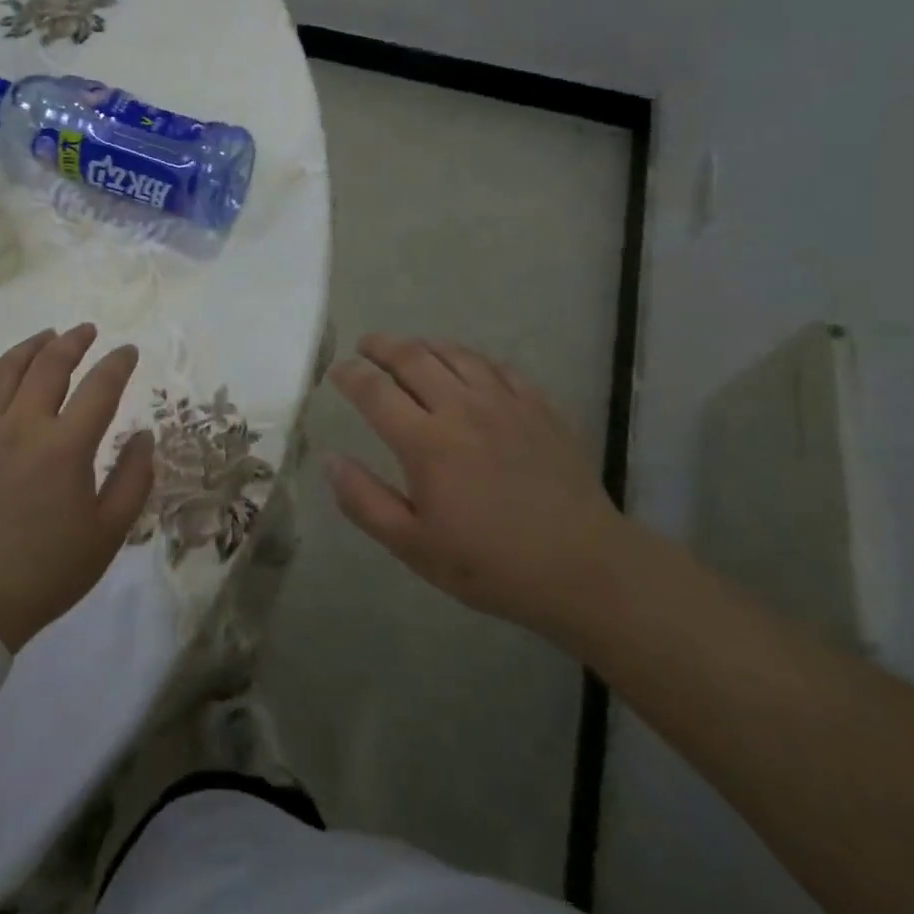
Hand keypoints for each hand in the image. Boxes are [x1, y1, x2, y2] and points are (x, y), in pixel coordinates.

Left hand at [0, 325, 154, 650]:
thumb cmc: (46, 571)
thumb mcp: (107, 534)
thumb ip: (133, 479)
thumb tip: (143, 435)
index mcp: (65, 447)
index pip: (100, 386)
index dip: (118, 363)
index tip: (128, 351)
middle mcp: (22, 426)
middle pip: (50, 364)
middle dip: (73, 341)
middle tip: (87, 331)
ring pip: (6, 370)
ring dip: (31, 346)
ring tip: (47, 336)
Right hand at [326, 333, 625, 636]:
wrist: (583, 567)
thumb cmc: (491, 564)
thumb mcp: (414, 547)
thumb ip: (365, 501)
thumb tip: (329, 460)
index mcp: (426, 442)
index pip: (375, 391)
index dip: (350, 375)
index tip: (336, 371)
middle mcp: (461, 408)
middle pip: (412, 358)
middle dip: (382, 346)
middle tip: (366, 345)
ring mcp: (503, 402)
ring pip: (454, 354)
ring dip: (423, 345)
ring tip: (409, 348)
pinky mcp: (537, 406)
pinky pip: (496, 366)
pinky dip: (470, 358)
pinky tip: (466, 366)